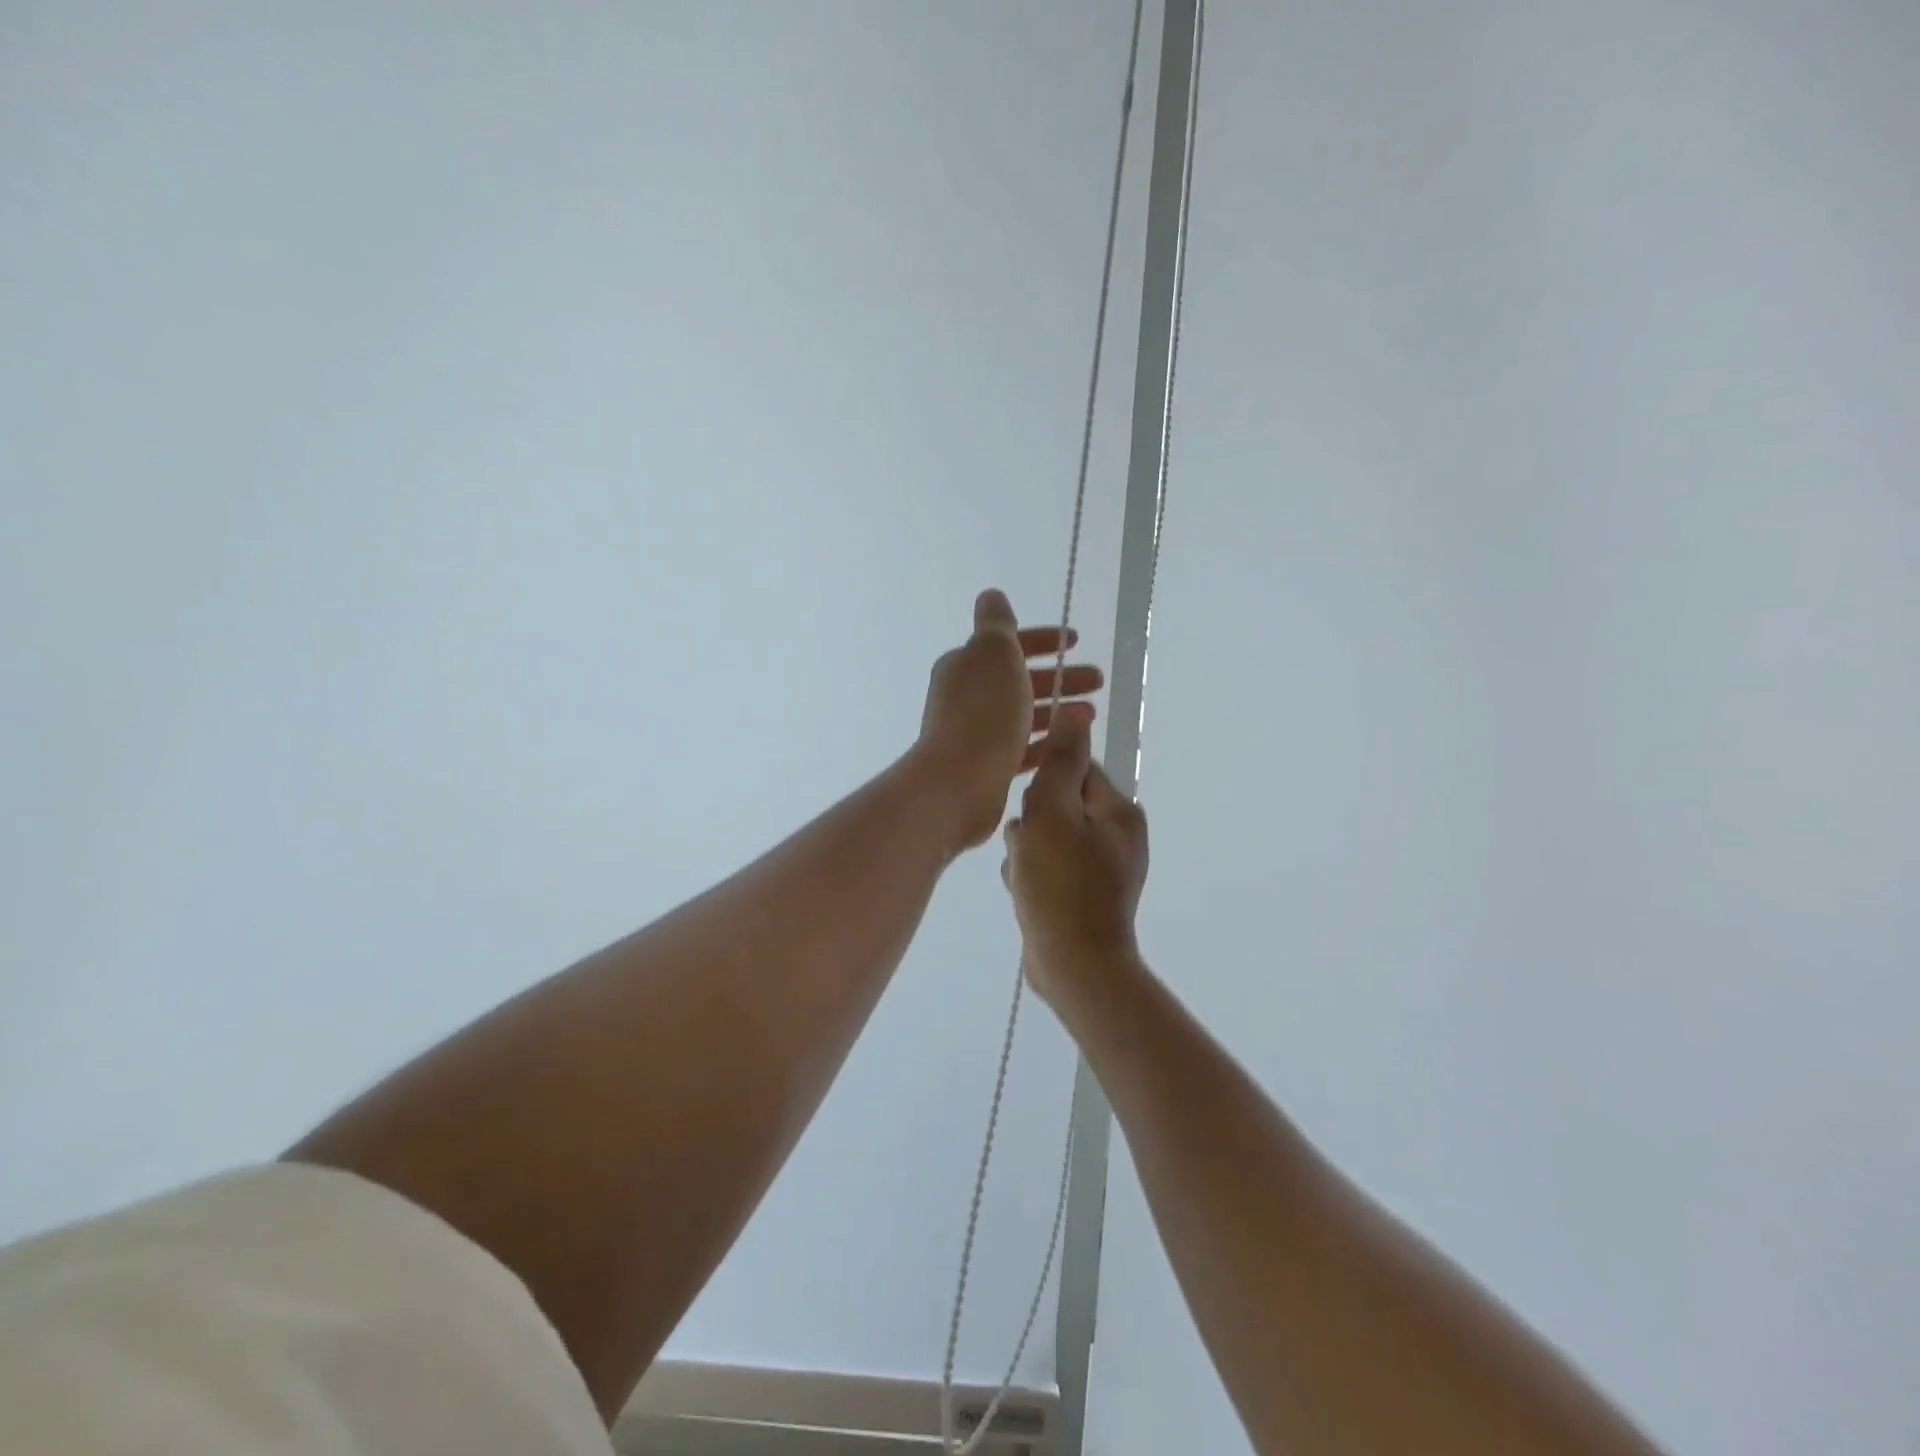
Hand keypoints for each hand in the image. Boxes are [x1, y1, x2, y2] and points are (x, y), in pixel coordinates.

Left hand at [914, 589, 1104, 852]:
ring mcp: (975, 733)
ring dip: (1058, 710)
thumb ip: (997, 623)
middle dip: (1060, 677)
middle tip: (1098, 681)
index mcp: (966, 664)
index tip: (1076, 642)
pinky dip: (1046, 742)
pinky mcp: (986, 766)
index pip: (1008, 644)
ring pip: (1024, 714)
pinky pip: (1022, 748)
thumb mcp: (993, 652)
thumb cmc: (982, 712)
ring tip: (1091, 714)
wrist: (959, 782)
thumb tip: (992, 596)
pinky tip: (1069, 744)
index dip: (1042, 639)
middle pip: (1020, 680)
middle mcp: (967, 696)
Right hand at [1002, 708, 1149, 1008]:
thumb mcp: (1053, 813)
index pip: (1076, 771)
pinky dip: (1032, 877)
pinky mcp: (1084, 896)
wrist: (1074, 968)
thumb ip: (1061, 763)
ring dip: (1026, 853)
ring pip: (1047, 839)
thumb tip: (1075, 712)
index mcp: (1119, 813)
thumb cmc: (1061, 885)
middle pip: (1058, 806)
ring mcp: (1102, 870)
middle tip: (1027, 851)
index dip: (1043, 786)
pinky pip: (1049, 869)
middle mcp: (1117, 837)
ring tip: (1025, 877)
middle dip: (1032, 826)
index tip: (1030, 811)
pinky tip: (1026, 894)